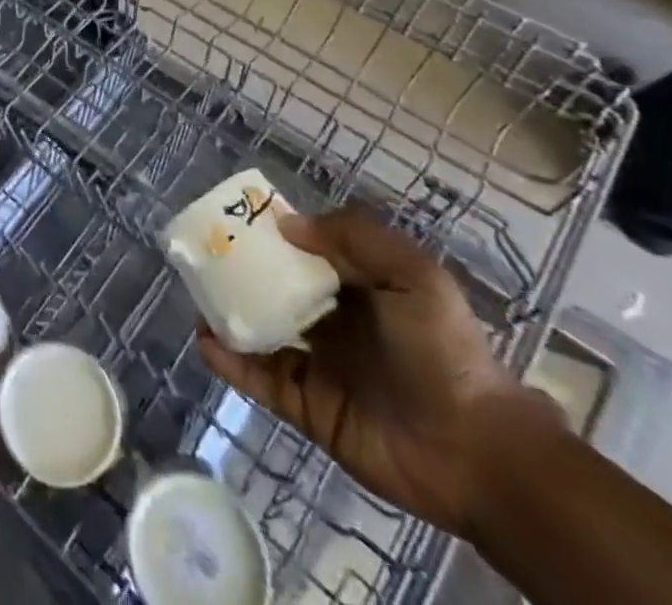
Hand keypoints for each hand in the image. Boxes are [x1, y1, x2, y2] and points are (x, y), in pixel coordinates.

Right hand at [195, 206, 564, 537]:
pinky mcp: (305, 406)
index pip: (305, 253)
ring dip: (228, 312)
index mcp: (358, 288)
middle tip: (201, 254)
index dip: (271, 235)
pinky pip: (258, 378)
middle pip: (274, 288)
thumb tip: (286, 225)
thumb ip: (355, 237)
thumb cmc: (444, 352)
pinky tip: (205, 338)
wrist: (476, 453)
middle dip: (239, 271)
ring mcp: (316, 364)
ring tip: (194, 292)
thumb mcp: (414, 276)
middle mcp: (333, 321)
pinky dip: (229, 359)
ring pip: (259, 329)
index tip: (232, 218)